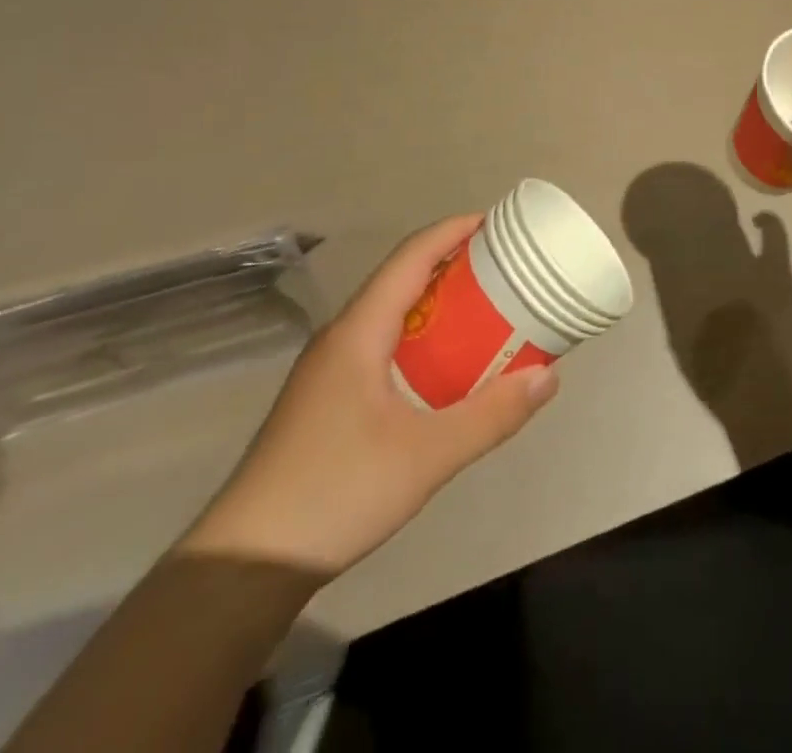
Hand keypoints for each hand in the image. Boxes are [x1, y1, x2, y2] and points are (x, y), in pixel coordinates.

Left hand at [180, 216, 556, 580]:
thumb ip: (491, 415)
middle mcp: (341, 338)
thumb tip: (549, 377)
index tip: (496, 224)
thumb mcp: (426, 456)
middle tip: (503, 271)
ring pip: (390, 316)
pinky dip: (421, 339)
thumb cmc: (336, 492)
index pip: (410, 257)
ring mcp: (328, 371)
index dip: (452, 232)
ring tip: (484, 311)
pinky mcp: (325, 401)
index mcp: (358, 331)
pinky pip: (382, 346)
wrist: (242, 567)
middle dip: (452, 266)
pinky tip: (444, 370)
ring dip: (437, 304)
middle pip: (401, 280)